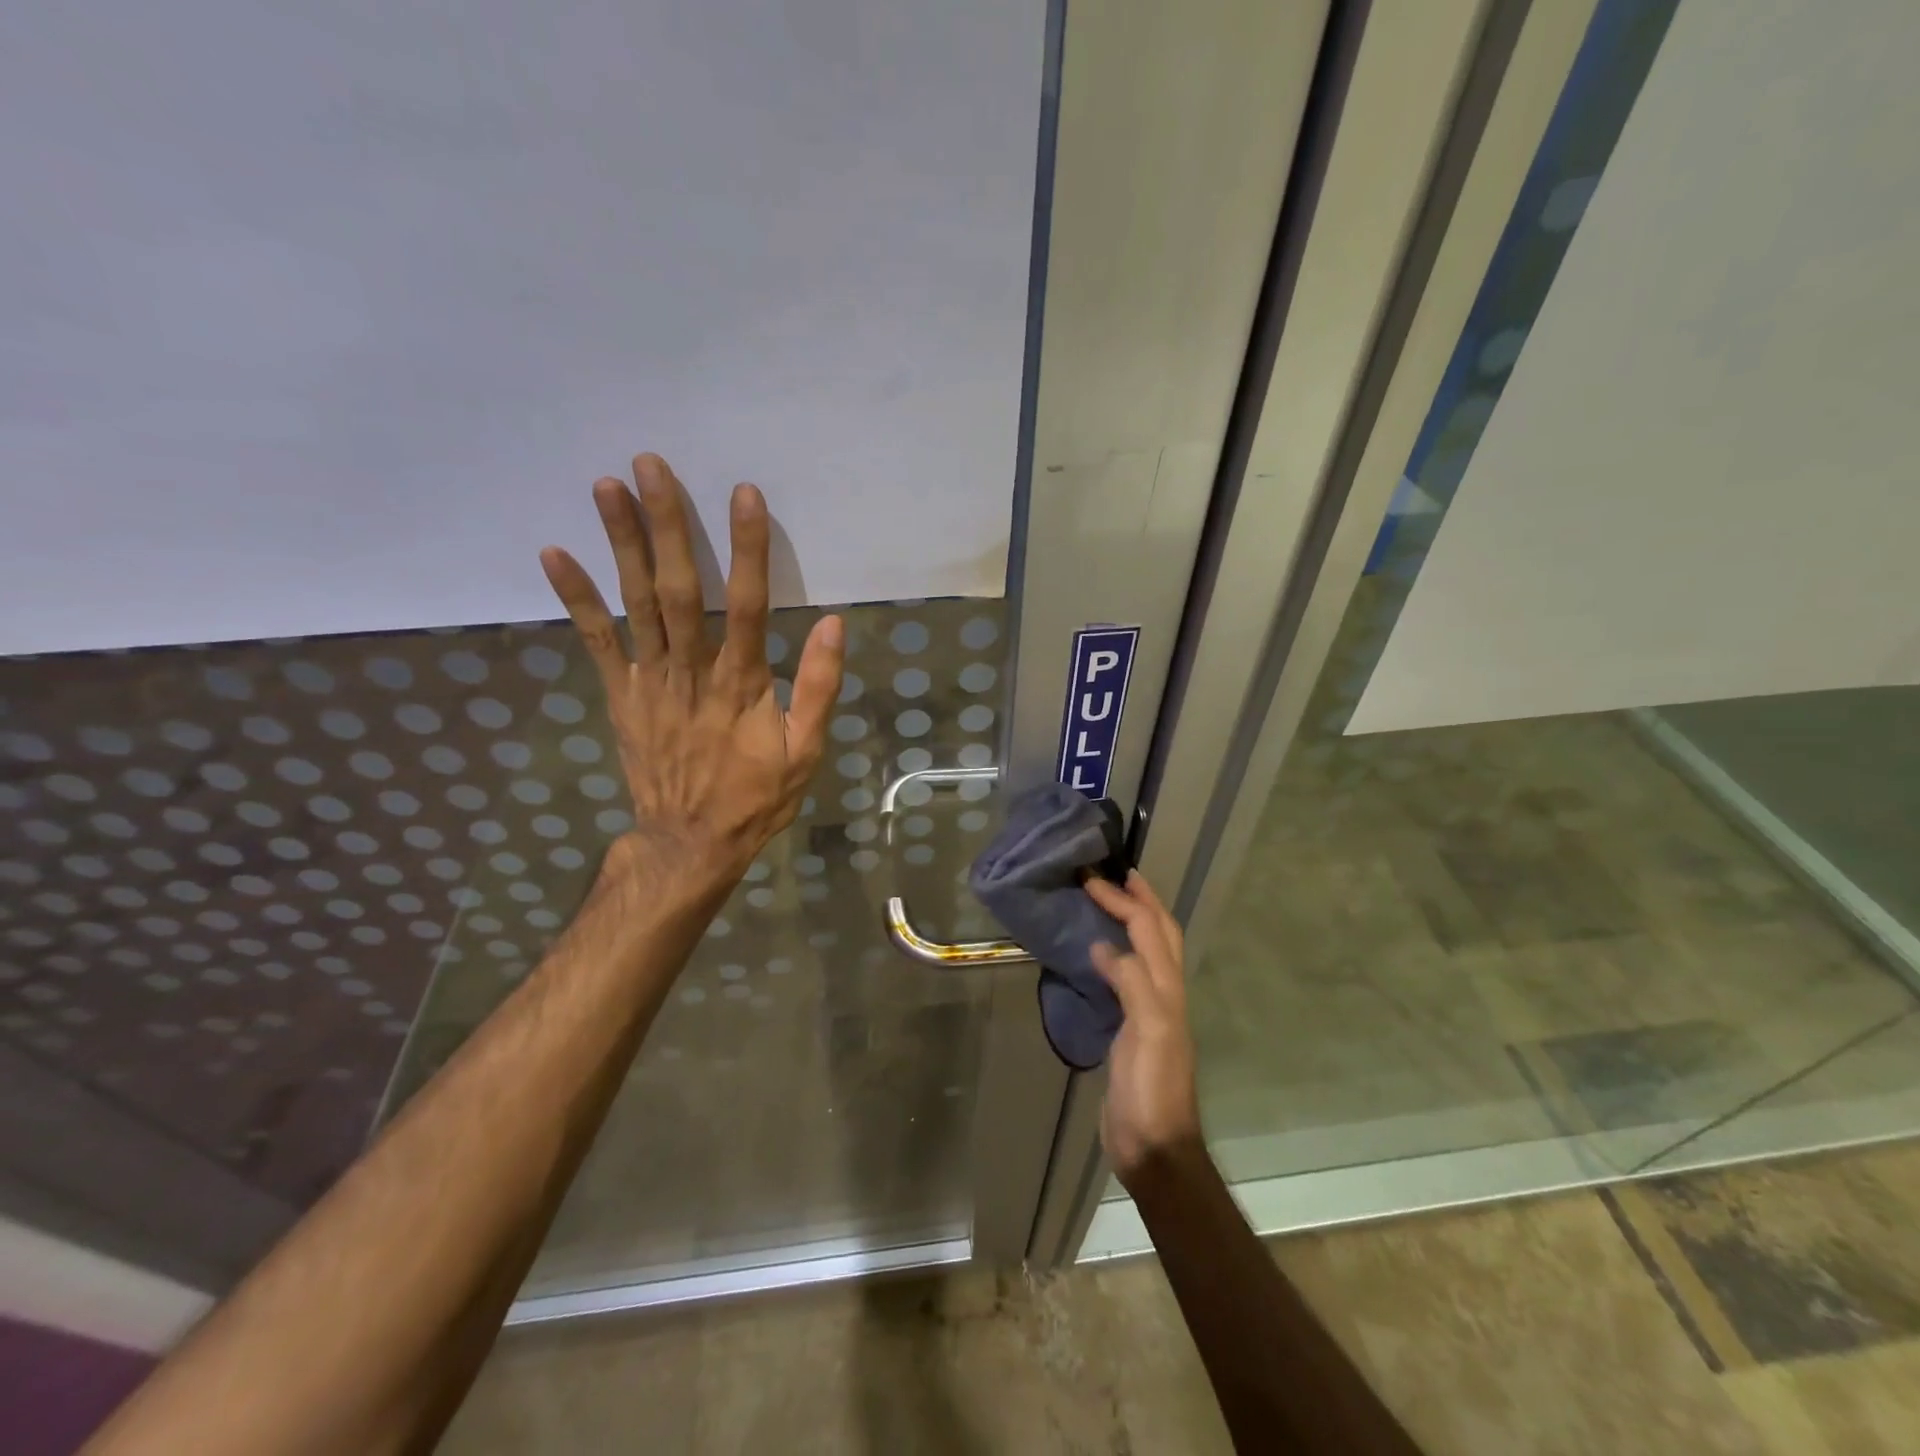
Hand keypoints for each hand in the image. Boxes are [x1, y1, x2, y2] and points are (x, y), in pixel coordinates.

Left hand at [539, 453, 843, 879]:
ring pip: (636, 603)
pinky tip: (555, 554)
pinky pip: (597, 642)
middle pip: (680, 589)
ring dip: (621, 543)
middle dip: (668, 525)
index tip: (743, 494)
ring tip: (606, 485)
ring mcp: (650, 681)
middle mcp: (692, 671)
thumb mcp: (806, 752)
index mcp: (742, 683)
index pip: (749, 604)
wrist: (690, 842)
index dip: (747, 548)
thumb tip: (832, 625)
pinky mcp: (621, 695)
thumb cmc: (755, 796)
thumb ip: (819, 688)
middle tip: (651, 464)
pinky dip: (577, 598)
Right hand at [1087, 871, 1202, 1186]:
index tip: (1093, 878)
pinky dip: (1116, 953)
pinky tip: (1096, 954)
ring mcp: (1149, 1011)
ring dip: (1133, 922)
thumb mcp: (1149, 1033)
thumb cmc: (1152, 1090)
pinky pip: (1126, 977)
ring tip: (1108, 903)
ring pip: (1147, 953)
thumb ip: (1133, 984)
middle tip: (1116, 875)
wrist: (1154, 1147)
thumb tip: (1104, 946)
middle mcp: (1164, 993)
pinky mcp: (1131, 1029)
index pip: (1149, 930)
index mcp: (1168, 989)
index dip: (1125, 901)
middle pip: (1160, 934)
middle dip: (1141, 900)